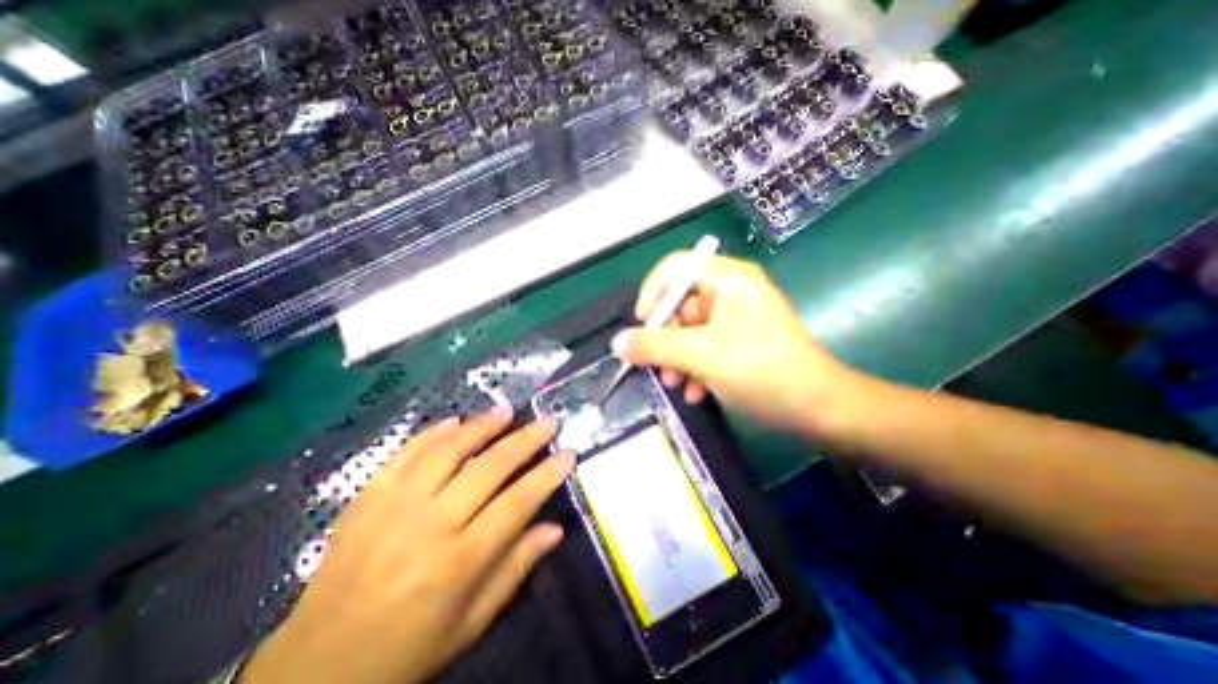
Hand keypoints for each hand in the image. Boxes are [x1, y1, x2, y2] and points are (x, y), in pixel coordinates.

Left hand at [242, 407, 576, 682]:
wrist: (316, 668)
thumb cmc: (407, 649)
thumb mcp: (471, 622)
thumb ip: (515, 569)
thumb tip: (555, 529)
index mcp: (459, 561)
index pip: (518, 503)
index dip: (547, 474)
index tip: (568, 453)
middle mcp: (431, 525)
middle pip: (490, 468)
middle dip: (525, 439)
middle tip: (547, 420)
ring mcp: (395, 506)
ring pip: (449, 451)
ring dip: (482, 426)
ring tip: (507, 410)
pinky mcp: (367, 497)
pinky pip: (405, 454)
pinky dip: (433, 433)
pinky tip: (455, 420)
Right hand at [614, 252, 859, 438]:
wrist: (818, 407)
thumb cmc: (761, 370)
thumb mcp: (701, 356)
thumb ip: (655, 346)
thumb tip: (618, 343)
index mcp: (727, 279)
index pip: (675, 268)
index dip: (652, 294)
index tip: (641, 326)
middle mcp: (731, 290)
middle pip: (680, 303)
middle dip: (665, 338)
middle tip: (656, 366)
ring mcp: (737, 316)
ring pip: (690, 330)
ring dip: (678, 358)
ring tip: (675, 384)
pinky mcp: (741, 340)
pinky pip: (706, 345)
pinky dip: (696, 367)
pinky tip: (696, 392)